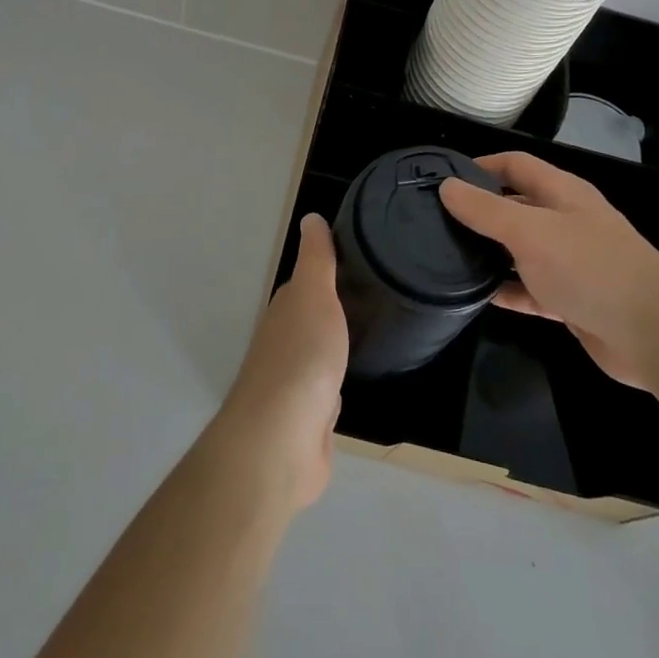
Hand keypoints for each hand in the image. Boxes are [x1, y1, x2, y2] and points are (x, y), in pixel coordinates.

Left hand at [207, 215, 348, 514]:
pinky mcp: (309, 420)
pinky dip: (337, 386)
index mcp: (286, 311)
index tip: (359, 263)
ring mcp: (295, 384)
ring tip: (369, 335)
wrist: (283, 440)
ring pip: (319, 356)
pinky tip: (353, 384)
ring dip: (335, 347)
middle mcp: (285, 343)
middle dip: (334, 311)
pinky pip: (327, 393)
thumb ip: (316, 259)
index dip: (328, 273)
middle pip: (312, 320)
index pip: (307, 284)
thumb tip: (310, 217)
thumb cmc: (302, 357)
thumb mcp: (314, 294)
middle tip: (375, 298)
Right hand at [440, 153, 658, 390]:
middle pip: (517, 205)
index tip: (444, 179)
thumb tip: (447, 186)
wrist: (652, 335)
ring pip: (521, 249)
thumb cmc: (589, 268)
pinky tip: (477, 296)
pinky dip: (506, 290)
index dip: (481, 165)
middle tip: (437, 220)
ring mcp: (570, 262)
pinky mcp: (571, 299)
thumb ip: (485, 209)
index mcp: (562, 193)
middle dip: (481, 210)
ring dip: (490, 252)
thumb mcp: (529, 232)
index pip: (516, 164)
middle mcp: (567, 221)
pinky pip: (529, 288)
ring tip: (447, 256)